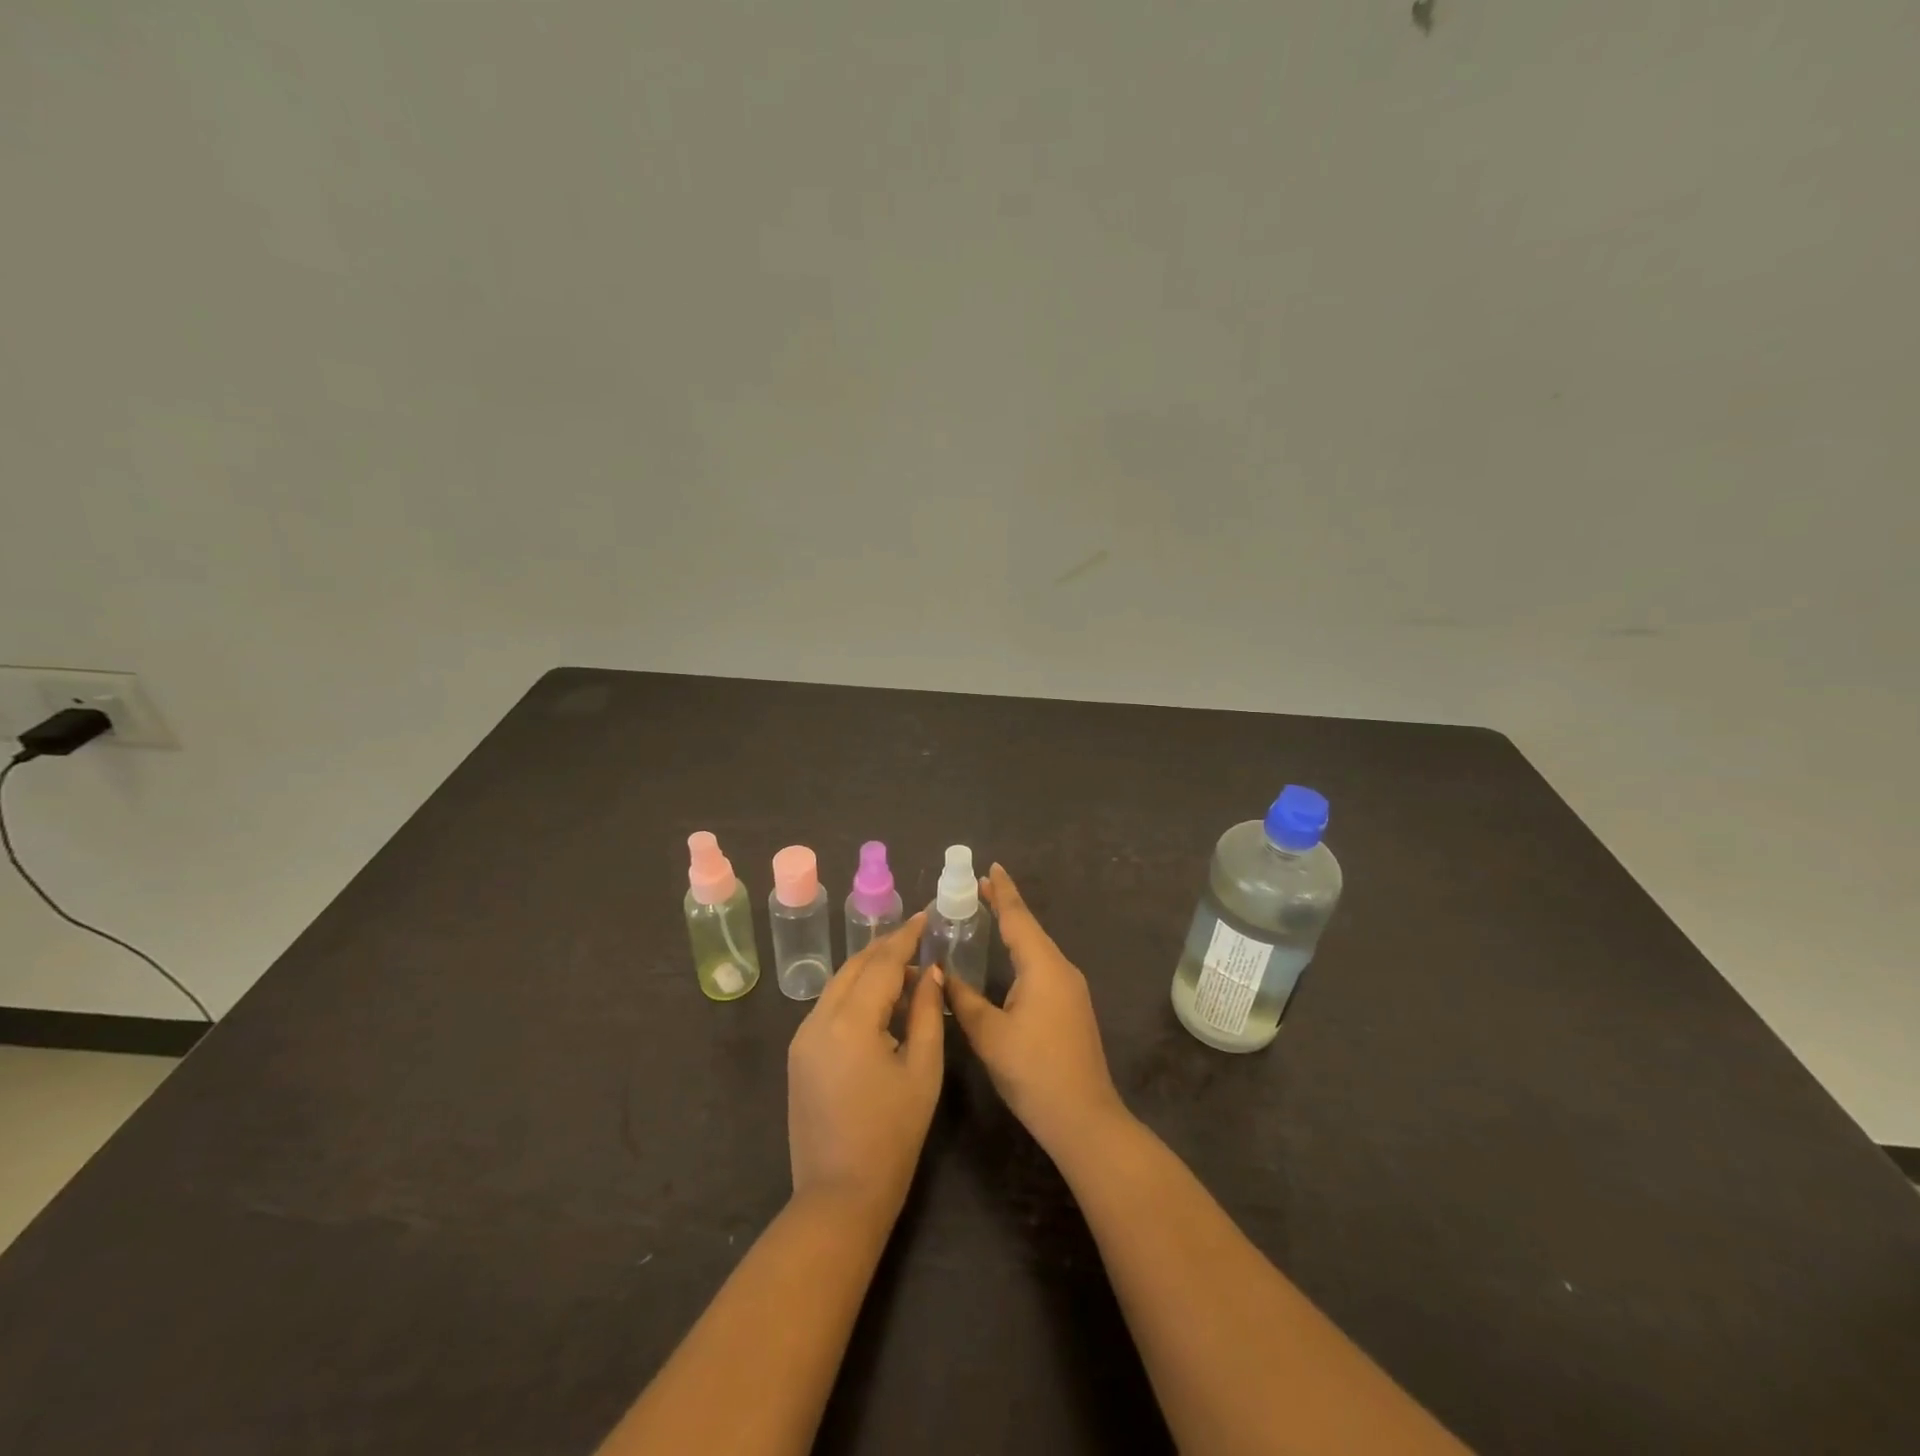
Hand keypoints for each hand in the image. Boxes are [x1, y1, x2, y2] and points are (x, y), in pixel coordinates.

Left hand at [787, 913, 944, 1219]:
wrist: (839, 1196)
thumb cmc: (892, 1136)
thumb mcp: (923, 1071)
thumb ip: (928, 1013)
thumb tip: (931, 972)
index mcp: (850, 1022)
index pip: (882, 962)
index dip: (907, 936)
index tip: (927, 916)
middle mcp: (818, 1019)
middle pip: (855, 966)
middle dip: (887, 948)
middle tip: (920, 939)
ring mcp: (803, 1037)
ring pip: (839, 984)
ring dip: (871, 970)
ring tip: (907, 971)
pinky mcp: (799, 1055)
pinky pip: (829, 1007)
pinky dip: (855, 994)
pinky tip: (881, 1004)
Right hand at [944, 865, 1128, 1158]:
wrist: (1083, 1118)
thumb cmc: (1033, 1071)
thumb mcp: (989, 1034)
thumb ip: (962, 999)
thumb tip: (939, 973)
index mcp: (1043, 966)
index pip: (1018, 918)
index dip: (1002, 891)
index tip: (990, 867)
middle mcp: (1061, 969)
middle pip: (1029, 929)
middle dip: (1005, 908)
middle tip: (977, 891)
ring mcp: (1071, 989)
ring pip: (1037, 949)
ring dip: (1014, 932)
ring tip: (988, 918)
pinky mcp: (1072, 1008)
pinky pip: (1043, 967)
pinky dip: (1022, 954)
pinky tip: (1009, 962)